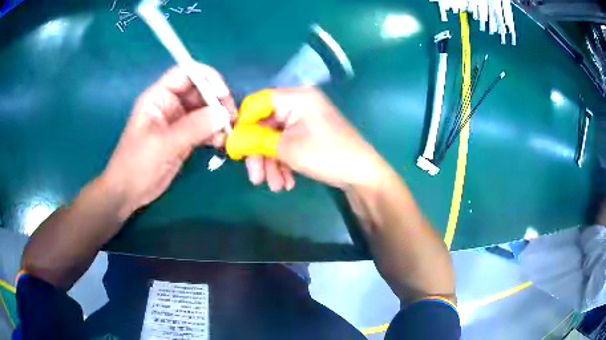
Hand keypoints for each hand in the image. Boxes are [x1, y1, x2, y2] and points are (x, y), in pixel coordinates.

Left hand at [101, 64, 235, 218]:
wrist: (128, 192)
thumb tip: (223, 114)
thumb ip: (193, 127)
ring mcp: (178, 121)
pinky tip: (220, 143)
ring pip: (205, 110)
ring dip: (218, 119)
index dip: (207, 78)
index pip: (186, 73)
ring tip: (227, 134)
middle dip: (217, 101)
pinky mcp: (184, 137)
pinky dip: (214, 133)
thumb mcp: (163, 144)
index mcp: (159, 97)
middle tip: (231, 118)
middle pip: (200, 90)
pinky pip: (204, 128)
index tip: (223, 95)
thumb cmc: (137, 164)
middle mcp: (170, 104)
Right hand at [226, 87, 386, 189]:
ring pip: (275, 138)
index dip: (243, 126)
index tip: (237, 150)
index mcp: (295, 96)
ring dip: (272, 164)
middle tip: (256, 179)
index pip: (256, 103)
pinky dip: (284, 162)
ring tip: (276, 186)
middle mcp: (299, 102)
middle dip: (259, 154)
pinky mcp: (308, 133)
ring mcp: (304, 119)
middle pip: (265, 125)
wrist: (361, 174)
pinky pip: (287, 144)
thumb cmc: (326, 155)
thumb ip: (255, 140)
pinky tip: (287, 182)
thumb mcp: (286, 148)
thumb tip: (231, 140)